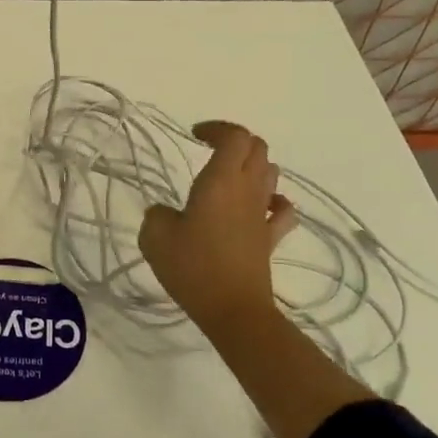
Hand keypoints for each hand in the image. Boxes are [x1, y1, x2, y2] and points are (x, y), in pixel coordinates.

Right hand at [139, 121, 298, 333]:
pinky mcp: (270, 238)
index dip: (217, 128)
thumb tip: (166, 213)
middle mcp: (247, 190)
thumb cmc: (193, 266)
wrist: (233, 309)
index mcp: (221, 180)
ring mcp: (262, 214)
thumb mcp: (155, 236)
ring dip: (252, 166)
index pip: (235, 136)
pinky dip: (273, 200)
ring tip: (227, 176)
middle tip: (210, 150)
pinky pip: (282, 210)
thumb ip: (157, 214)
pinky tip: (258, 207)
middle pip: (257, 148)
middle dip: (235, 141)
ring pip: (270, 173)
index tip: (195, 135)